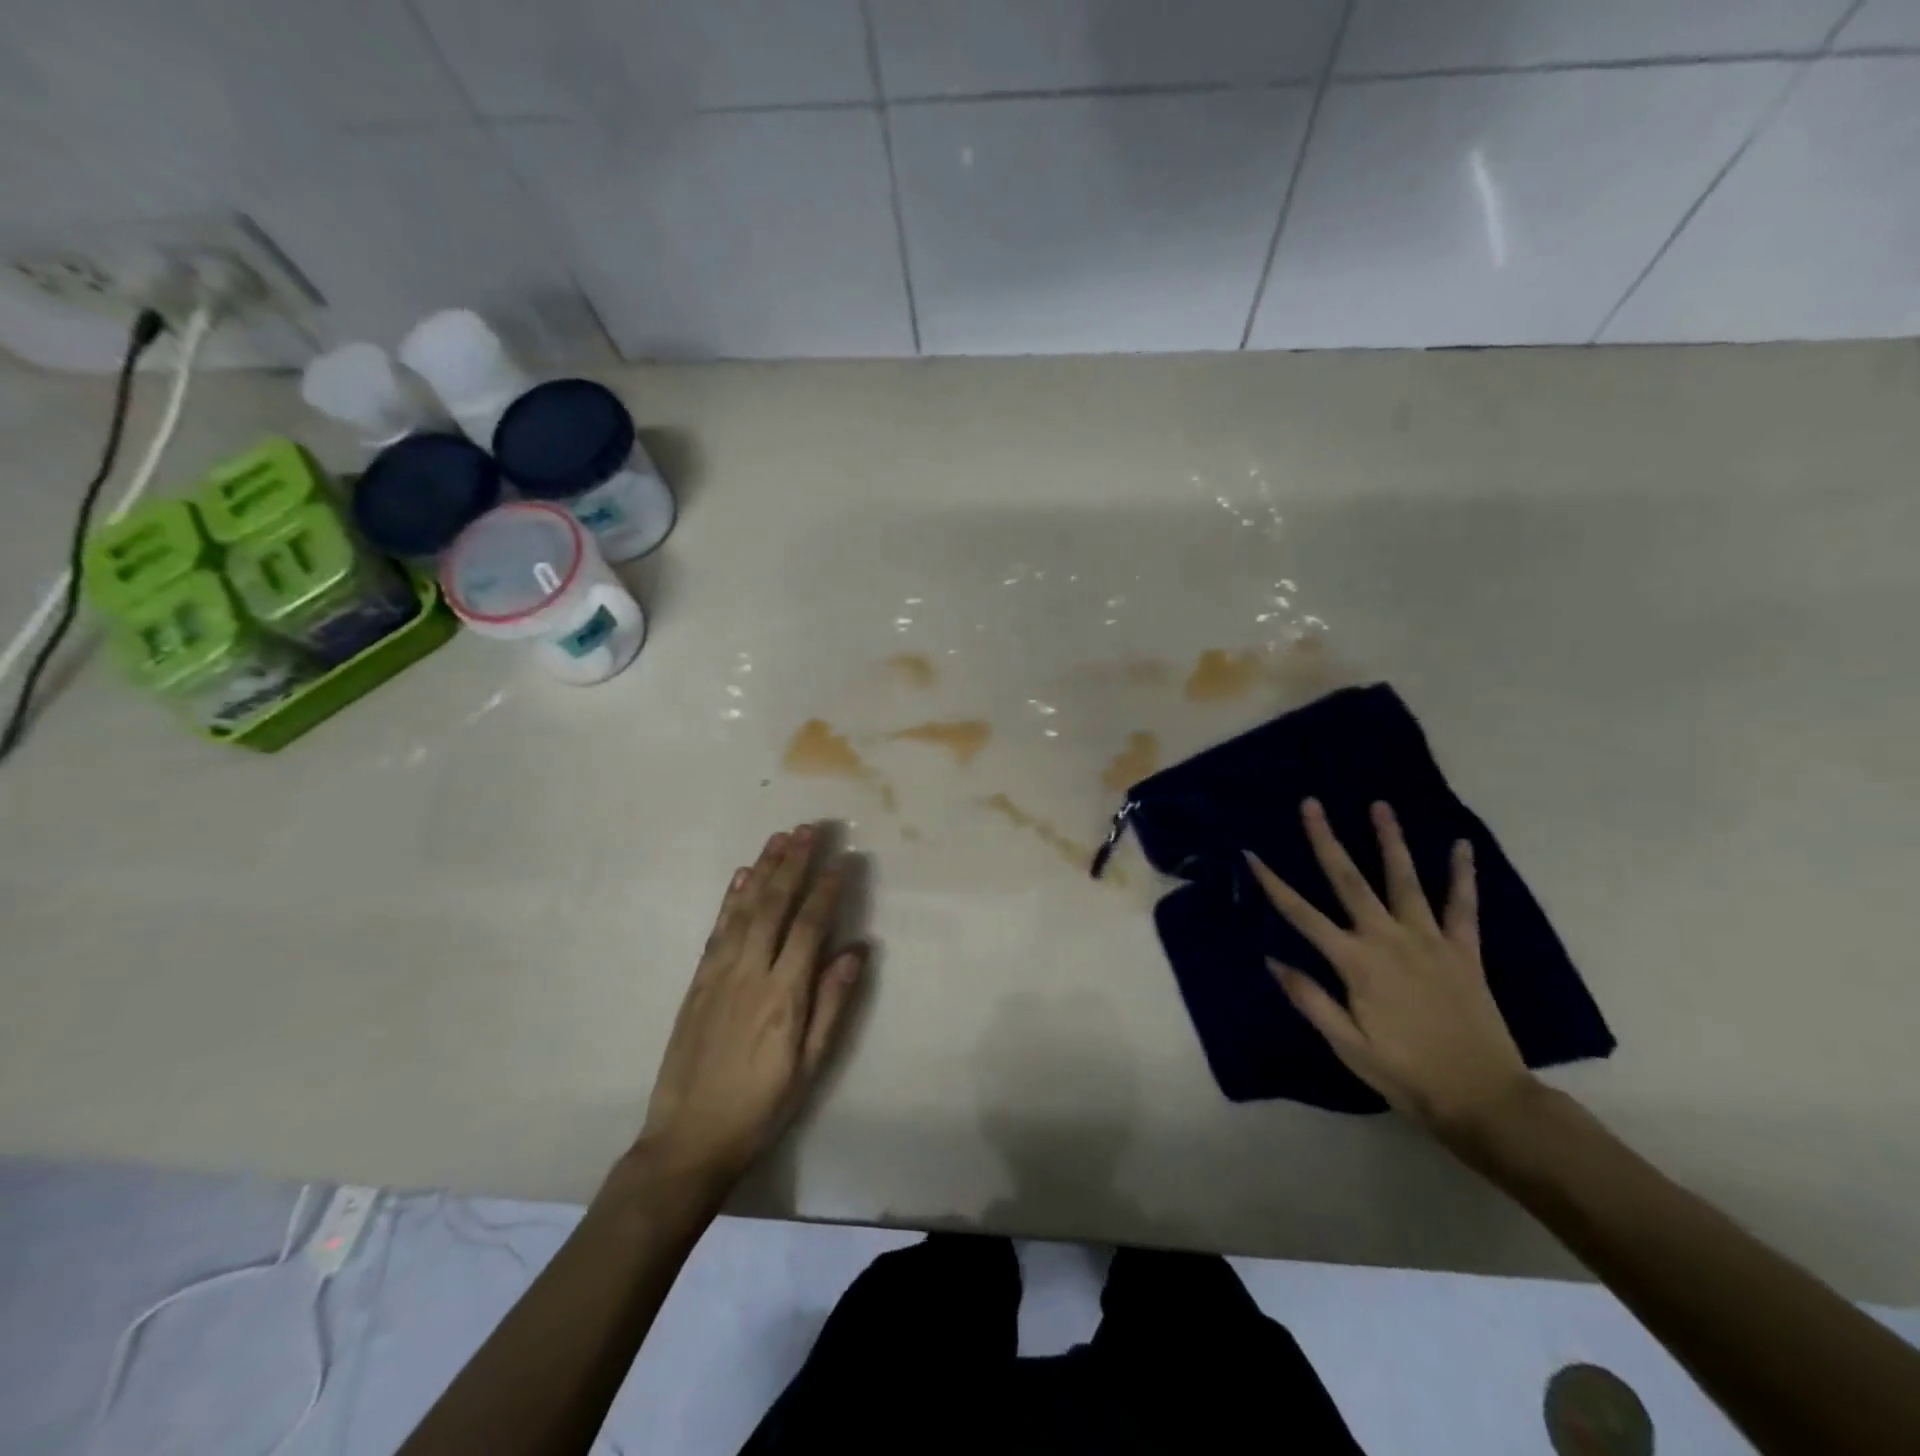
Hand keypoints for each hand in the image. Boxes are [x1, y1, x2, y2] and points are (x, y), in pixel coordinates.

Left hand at [636, 825, 865, 1192]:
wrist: (689, 1139)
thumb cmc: (762, 1106)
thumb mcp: (810, 1065)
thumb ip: (832, 1004)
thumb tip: (856, 951)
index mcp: (784, 994)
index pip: (811, 926)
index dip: (828, 889)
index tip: (844, 859)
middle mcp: (751, 973)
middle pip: (775, 905)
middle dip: (794, 863)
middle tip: (809, 829)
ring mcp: (719, 974)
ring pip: (744, 909)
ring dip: (763, 869)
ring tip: (779, 838)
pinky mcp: (698, 981)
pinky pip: (717, 929)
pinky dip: (730, 898)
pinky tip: (742, 876)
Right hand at [1245, 799, 1531, 1141]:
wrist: (1484, 1098)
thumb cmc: (1405, 1073)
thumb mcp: (1347, 1044)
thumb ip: (1310, 998)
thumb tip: (1272, 959)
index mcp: (1355, 962)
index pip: (1302, 914)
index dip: (1273, 883)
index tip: (1252, 854)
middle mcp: (1388, 939)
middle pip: (1349, 880)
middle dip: (1327, 840)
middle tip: (1312, 804)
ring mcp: (1429, 940)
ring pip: (1404, 880)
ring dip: (1390, 840)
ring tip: (1380, 805)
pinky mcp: (1464, 950)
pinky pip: (1463, 906)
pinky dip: (1463, 875)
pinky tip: (1461, 846)